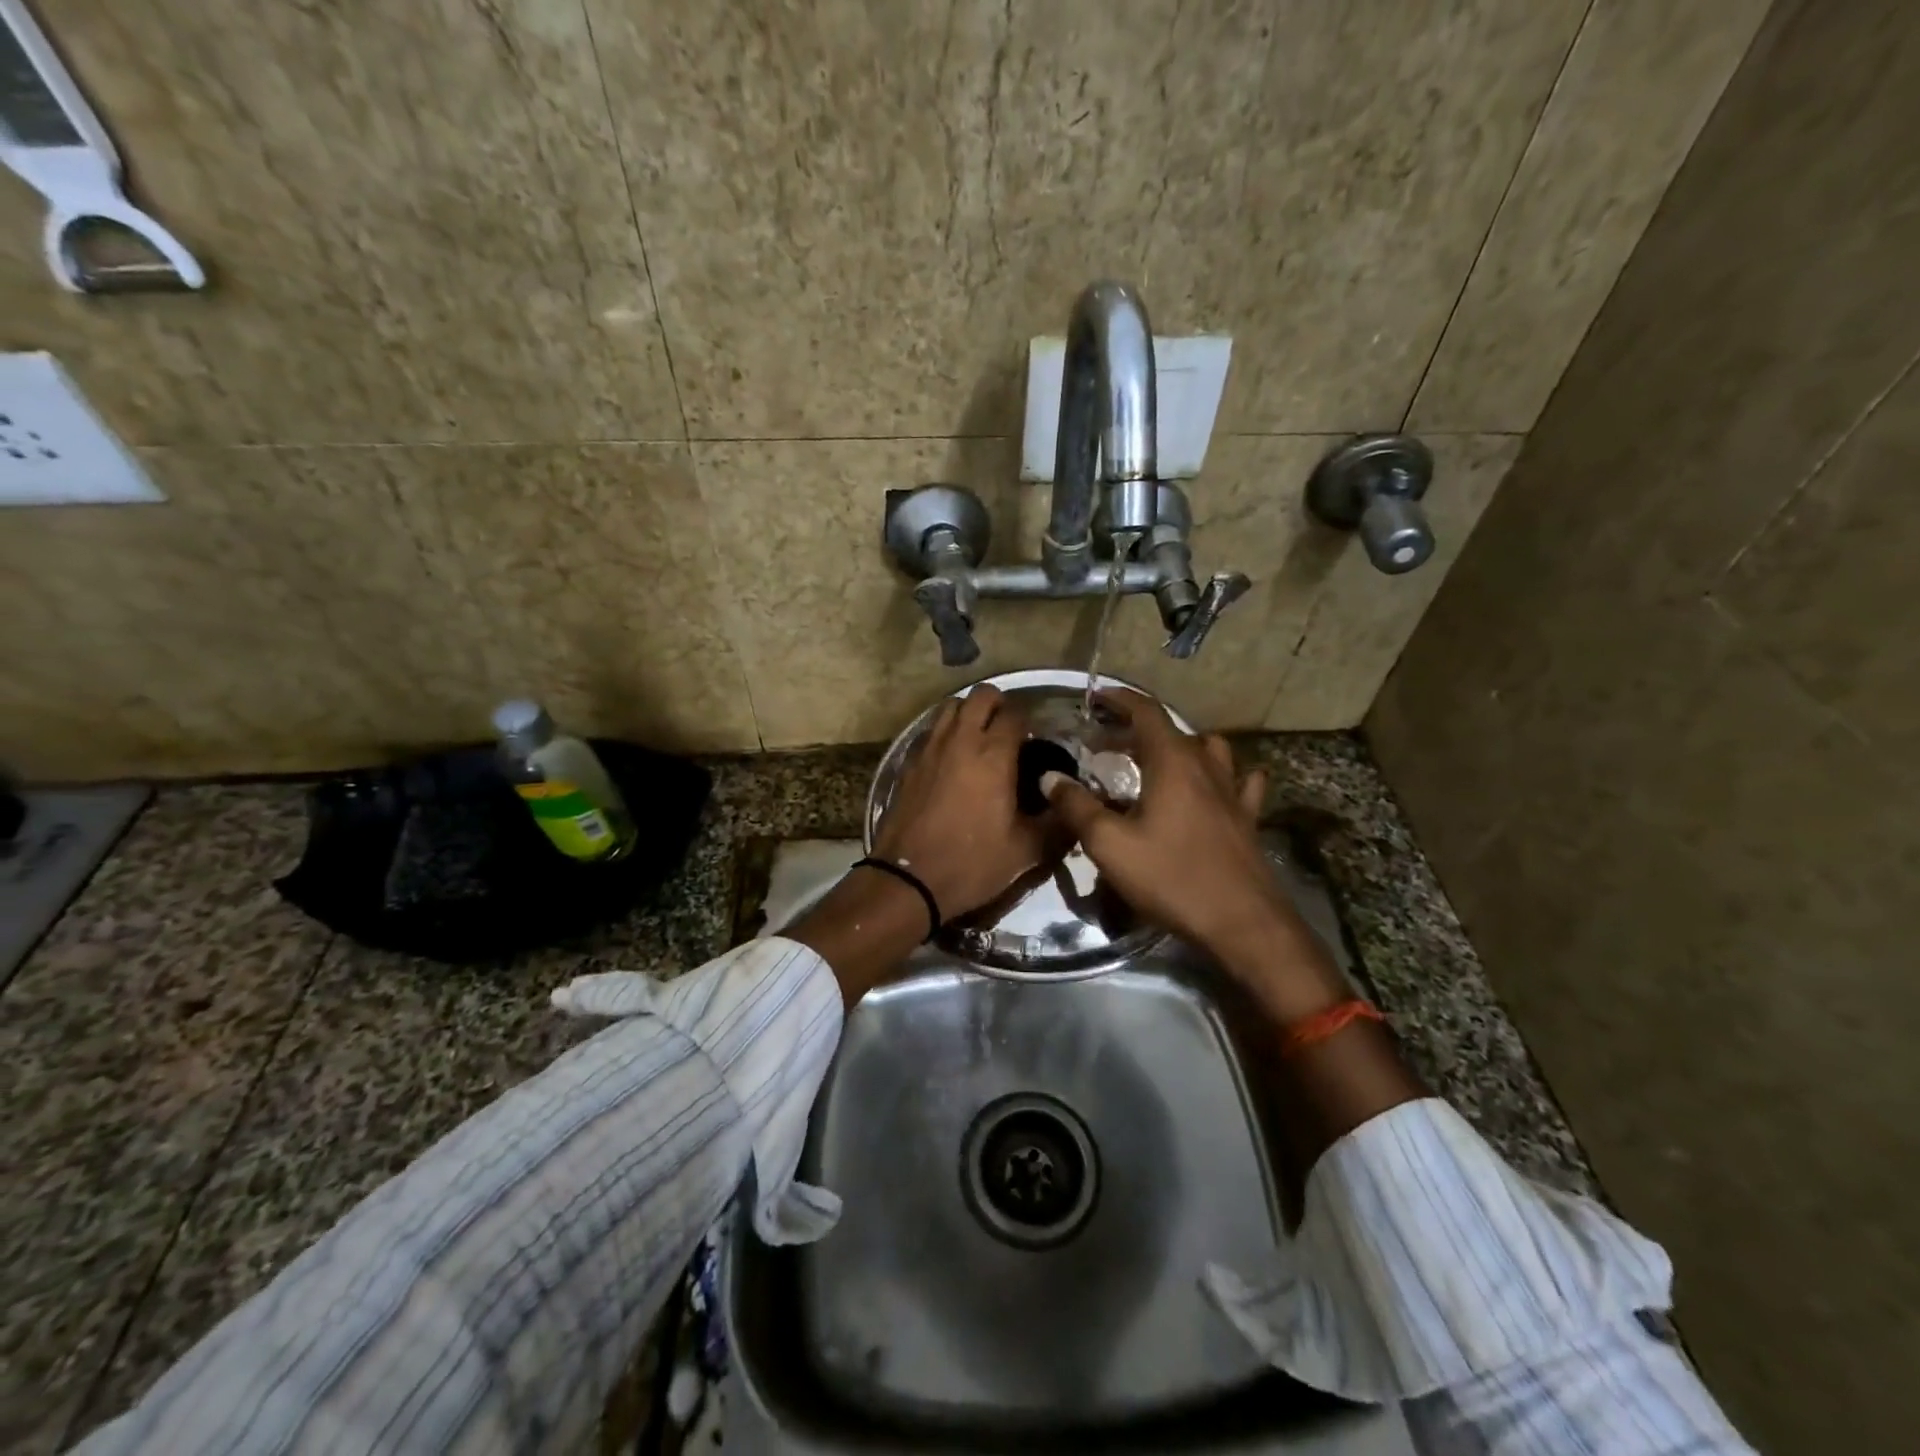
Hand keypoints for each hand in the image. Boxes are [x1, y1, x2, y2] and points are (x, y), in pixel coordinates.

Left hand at [873, 685, 1046, 922]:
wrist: (908, 880)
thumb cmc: (972, 863)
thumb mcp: (1027, 851)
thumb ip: (1058, 823)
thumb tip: (1074, 805)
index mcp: (993, 755)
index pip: (1015, 713)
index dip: (1030, 722)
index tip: (1036, 742)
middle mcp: (960, 740)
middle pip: (981, 695)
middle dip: (999, 705)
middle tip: (1009, 732)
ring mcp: (930, 748)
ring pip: (951, 706)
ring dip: (969, 713)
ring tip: (979, 739)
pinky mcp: (909, 762)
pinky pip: (930, 730)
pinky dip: (945, 732)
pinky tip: (952, 758)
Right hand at [1042, 690, 1346, 1016]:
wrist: (1242, 922)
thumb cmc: (1172, 877)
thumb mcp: (1110, 844)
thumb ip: (1077, 806)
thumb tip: (1051, 777)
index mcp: (1172, 763)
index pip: (1146, 712)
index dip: (1119, 699)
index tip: (1095, 697)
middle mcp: (1205, 766)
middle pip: (1172, 729)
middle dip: (1137, 726)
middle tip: (1106, 739)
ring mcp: (1232, 791)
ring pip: (1209, 749)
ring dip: (1180, 745)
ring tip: (1156, 759)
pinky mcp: (1247, 817)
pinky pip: (1239, 781)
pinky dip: (1223, 774)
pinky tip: (1216, 785)